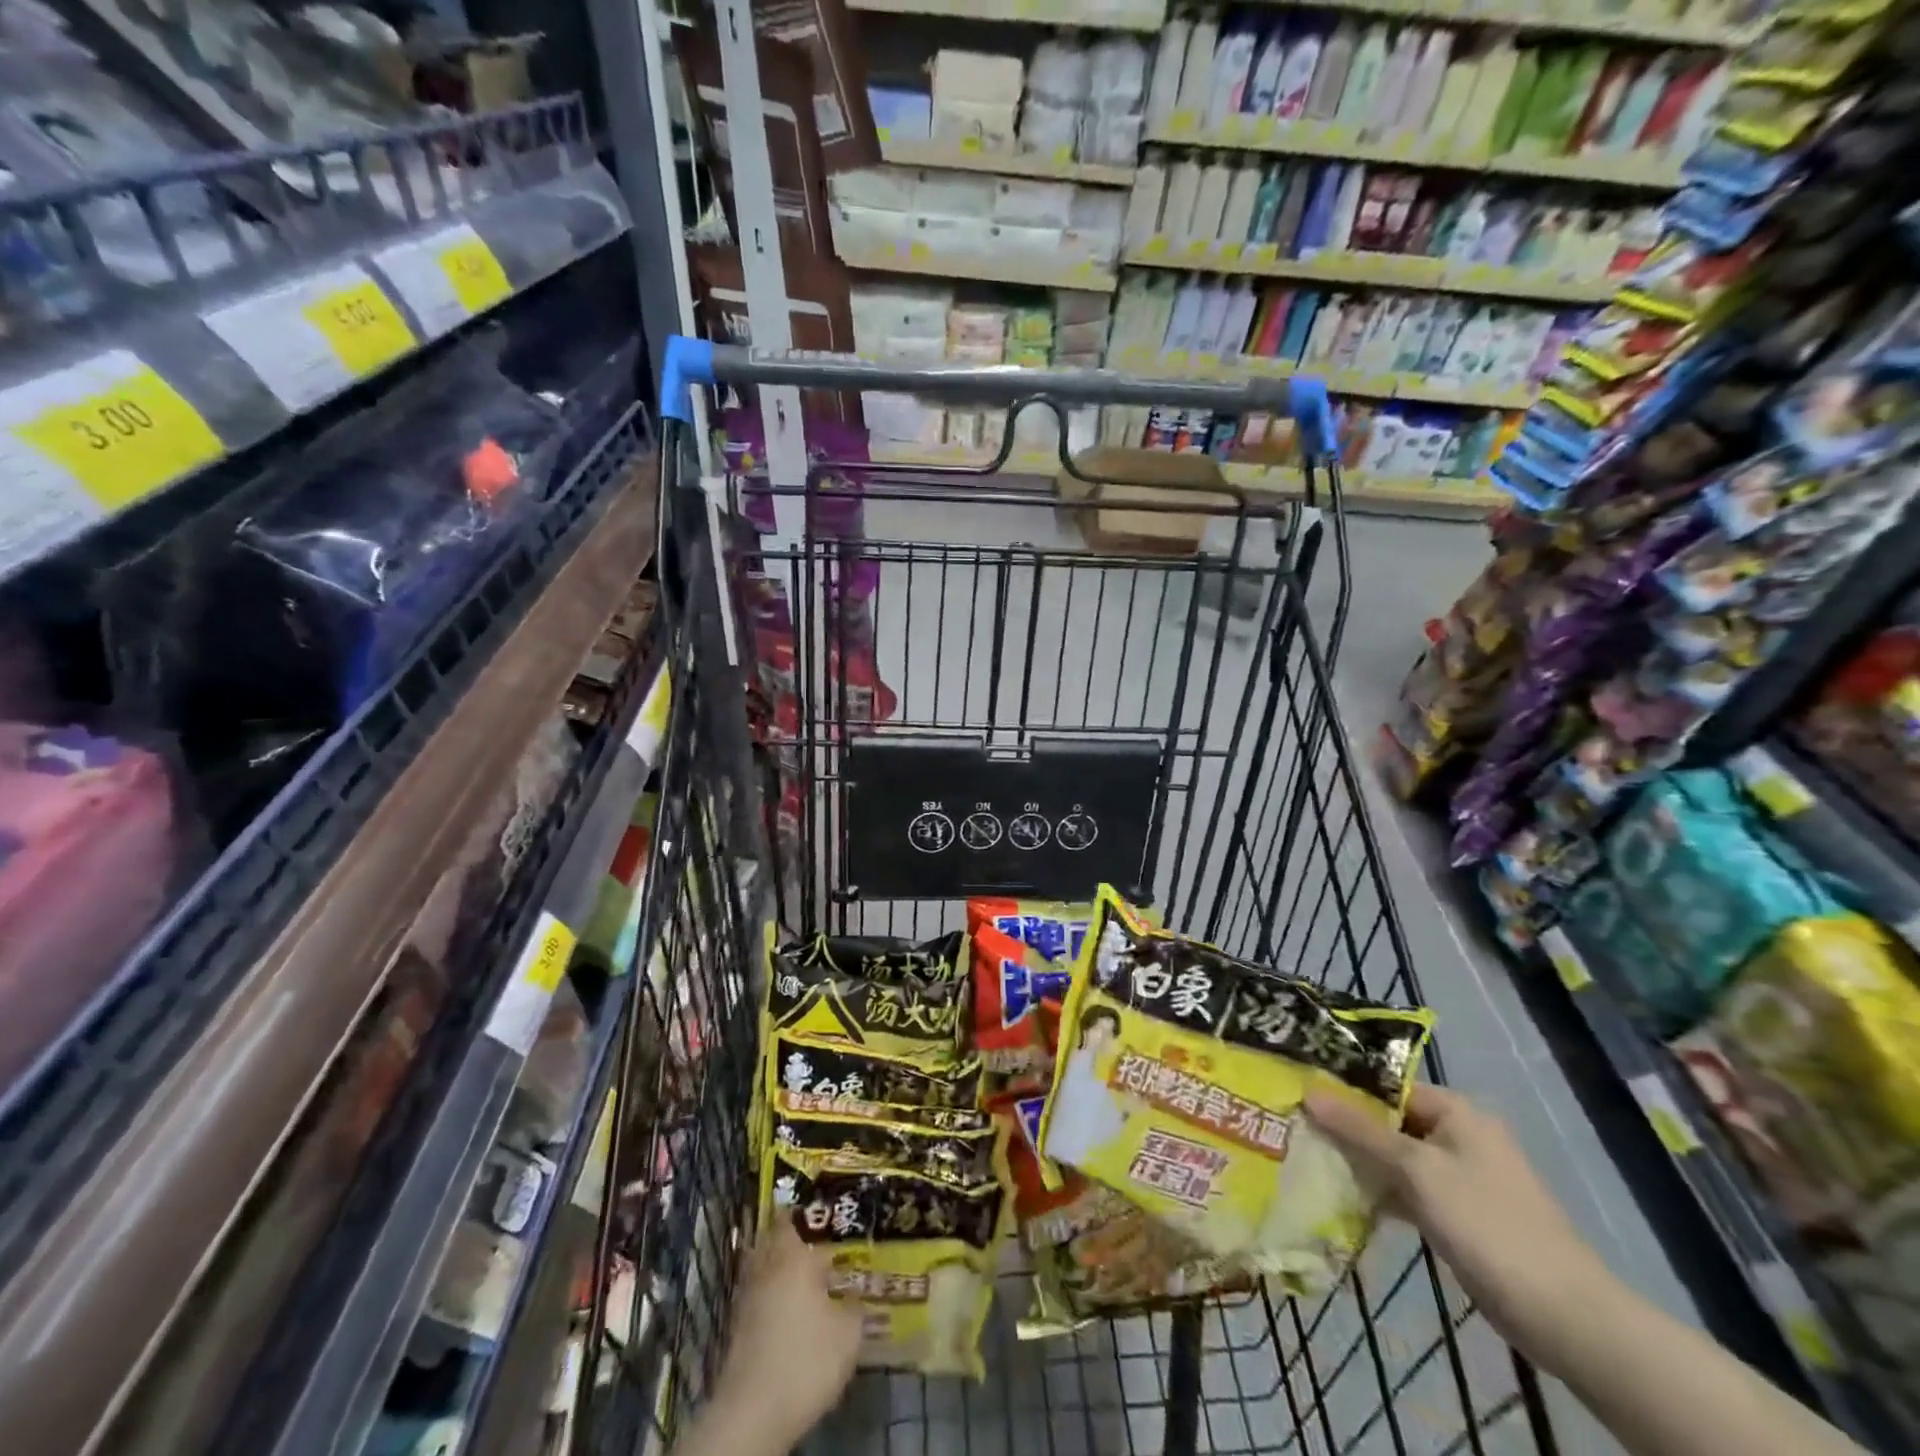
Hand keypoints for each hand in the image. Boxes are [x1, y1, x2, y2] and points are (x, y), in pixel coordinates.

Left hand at [711, 1219, 862, 1448]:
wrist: (753, 1414)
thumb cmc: (806, 1360)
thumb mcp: (848, 1334)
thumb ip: (855, 1307)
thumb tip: (854, 1296)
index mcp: (793, 1258)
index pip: (792, 1220)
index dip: (805, 1213)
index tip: (822, 1211)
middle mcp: (767, 1269)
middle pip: (772, 1240)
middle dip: (790, 1237)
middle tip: (815, 1240)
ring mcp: (747, 1299)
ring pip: (763, 1268)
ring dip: (779, 1266)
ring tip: (804, 1274)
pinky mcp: (738, 1330)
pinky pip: (757, 1296)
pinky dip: (770, 1295)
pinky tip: (789, 1309)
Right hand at [1304, 1083, 1612, 1359]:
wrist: (1565, 1315)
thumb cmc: (1487, 1224)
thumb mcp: (1417, 1171)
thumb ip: (1361, 1131)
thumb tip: (1309, 1091)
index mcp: (1457, 1112)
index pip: (1388, 1085)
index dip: (1345, 1088)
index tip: (1300, 1094)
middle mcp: (1460, 1135)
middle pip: (1390, 1120)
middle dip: (1347, 1127)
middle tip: (1297, 1128)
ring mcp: (1462, 1176)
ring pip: (1397, 1157)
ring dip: (1361, 1161)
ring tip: (1310, 1159)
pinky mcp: (1461, 1213)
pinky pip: (1410, 1189)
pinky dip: (1382, 1192)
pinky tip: (1345, 1199)